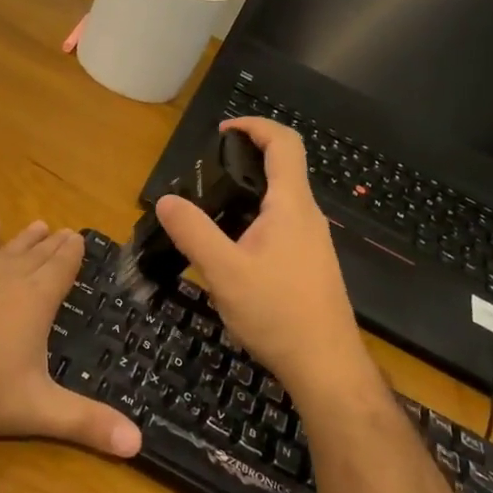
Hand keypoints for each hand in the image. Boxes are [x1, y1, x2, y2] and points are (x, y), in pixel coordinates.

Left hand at [0, 219, 142, 457]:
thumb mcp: (35, 410)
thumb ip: (86, 424)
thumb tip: (138, 444)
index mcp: (34, 301)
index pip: (61, 269)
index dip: (72, 254)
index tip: (80, 237)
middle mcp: (6, 278)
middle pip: (36, 256)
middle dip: (53, 245)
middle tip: (66, 230)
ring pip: (5, 250)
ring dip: (23, 239)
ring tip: (39, 224)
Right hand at [155, 118, 382, 406]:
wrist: (325, 366)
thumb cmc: (277, 313)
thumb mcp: (224, 272)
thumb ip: (193, 232)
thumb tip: (166, 200)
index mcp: (291, 206)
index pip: (284, 143)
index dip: (255, 126)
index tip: (223, 131)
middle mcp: (307, 216)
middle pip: (282, 169)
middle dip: (245, 160)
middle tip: (204, 174)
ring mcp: (313, 242)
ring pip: (280, 201)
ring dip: (248, 194)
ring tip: (210, 212)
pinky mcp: (310, 265)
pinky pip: (282, 226)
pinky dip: (255, 220)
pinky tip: (232, 252)